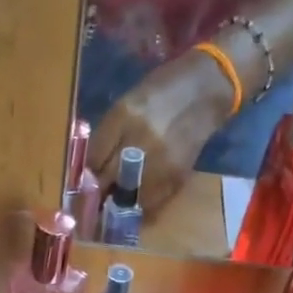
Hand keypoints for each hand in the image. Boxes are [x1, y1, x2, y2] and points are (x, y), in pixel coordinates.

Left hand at [88, 49, 233, 218]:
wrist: (207, 87)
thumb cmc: (163, 90)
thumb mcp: (128, 102)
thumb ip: (109, 134)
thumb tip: (91, 168)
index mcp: (123, 116)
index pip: (94, 158)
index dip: (86, 174)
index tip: (85, 182)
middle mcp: (140, 139)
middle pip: (107, 179)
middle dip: (99, 191)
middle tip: (94, 199)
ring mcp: (160, 160)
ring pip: (127, 196)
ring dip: (118, 202)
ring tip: (115, 202)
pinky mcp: (176, 175)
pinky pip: (150, 201)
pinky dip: (140, 205)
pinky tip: (136, 201)